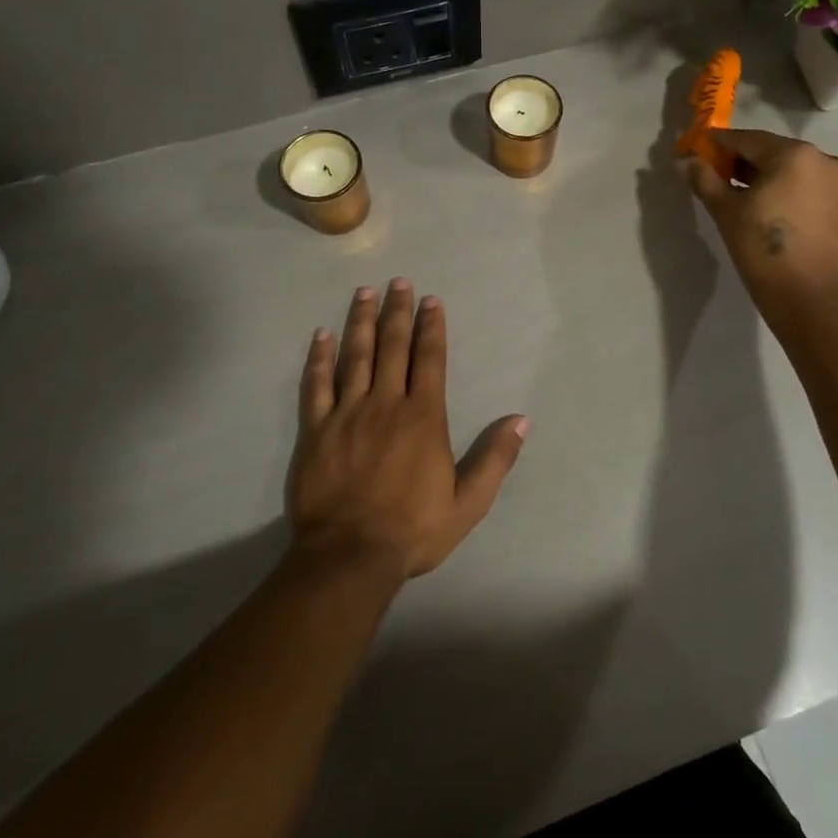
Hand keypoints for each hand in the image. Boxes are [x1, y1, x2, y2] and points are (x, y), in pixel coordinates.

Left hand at [290, 280, 528, 580]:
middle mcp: (386, 403)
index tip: (431, 301)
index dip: (431, 326)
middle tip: (398, 282)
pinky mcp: (316, 430)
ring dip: (360, 322)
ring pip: (355, 356)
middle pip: (392, 346)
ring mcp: (347, 413)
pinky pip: (316, 385)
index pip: (430, 359)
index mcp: (423, 416)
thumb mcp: (469, 502)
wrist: (350, 556)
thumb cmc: (414, 529)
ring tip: (364, 293)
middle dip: (397, 311)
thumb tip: (521, 420)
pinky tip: (321, 336)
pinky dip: (319, 358)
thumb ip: (495, 458)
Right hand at [682, 128, 837, 323]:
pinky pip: (803, 187)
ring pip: (789, 170)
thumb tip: (685, 161)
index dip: (717, 145)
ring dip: (761, 177)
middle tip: (711, 177)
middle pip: (770, 152)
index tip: (695, 153)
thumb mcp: (726, 211)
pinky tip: (761, 208)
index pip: (746, 139)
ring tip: (734, 195)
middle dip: (739, 162)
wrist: (811, 297)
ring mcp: (837, 183)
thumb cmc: (763, 248)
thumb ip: (705, 180)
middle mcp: (822, 159)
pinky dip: (781, 190)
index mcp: (794, 154)